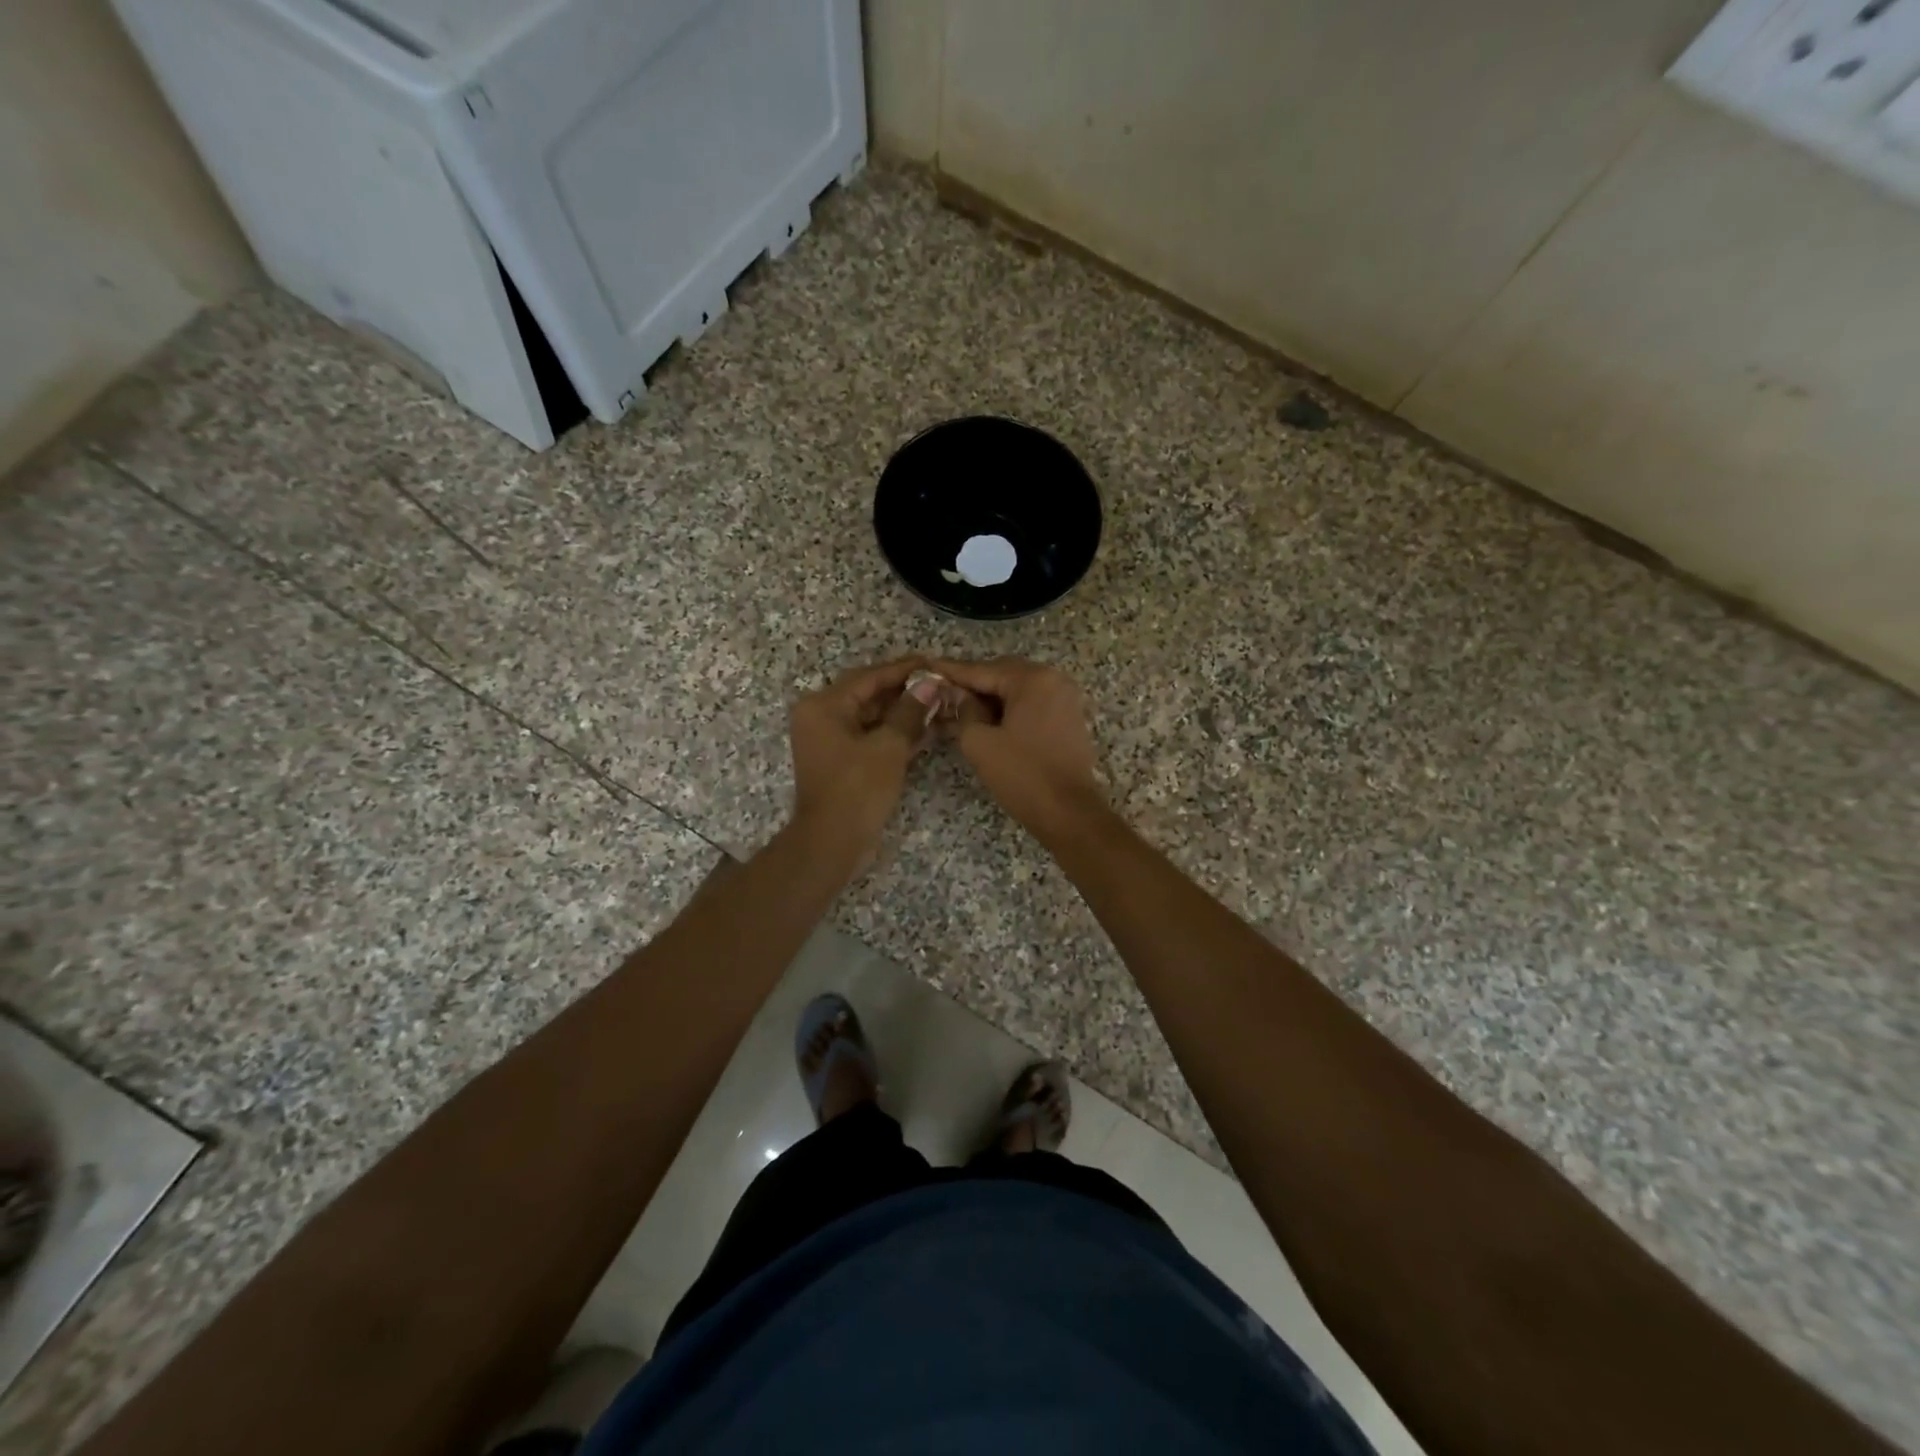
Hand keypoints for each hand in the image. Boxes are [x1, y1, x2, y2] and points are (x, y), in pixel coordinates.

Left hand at [787, 657, 932, 864]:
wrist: (833, 843)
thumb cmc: (857, 789)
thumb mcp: (889, 746)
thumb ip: (910, 711)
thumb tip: (931, 684)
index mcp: (823, 706)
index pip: (869, 677)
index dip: (903, 669)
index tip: (933, 663)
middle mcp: (822, 717)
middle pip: (869, 695)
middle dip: (905, 691)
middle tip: (940, 684)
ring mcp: (831, 741)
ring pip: (872, 717)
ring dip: (903, 713)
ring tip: (939, 705)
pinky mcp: (843, 761)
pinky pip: (871, 737)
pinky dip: (895, 733)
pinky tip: (927, 729)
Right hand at [928, 658, 1106, 836]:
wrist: (1070, 813)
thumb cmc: (1022, 776)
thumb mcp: (980, 742)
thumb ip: (964, 710)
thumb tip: (958, 695)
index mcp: (1033, 679)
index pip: (982, 669)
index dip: (951, 672)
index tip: (926, 668)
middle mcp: (1053, 679)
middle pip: (1002, 674)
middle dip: (972, 684)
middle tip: (941, 694)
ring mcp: (1065, 698)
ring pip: (1017, 689)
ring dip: (990, 698)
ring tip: (959, 710)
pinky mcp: (1068, 718)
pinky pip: (1031, 704)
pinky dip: (1008, 709)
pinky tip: (986, 721)